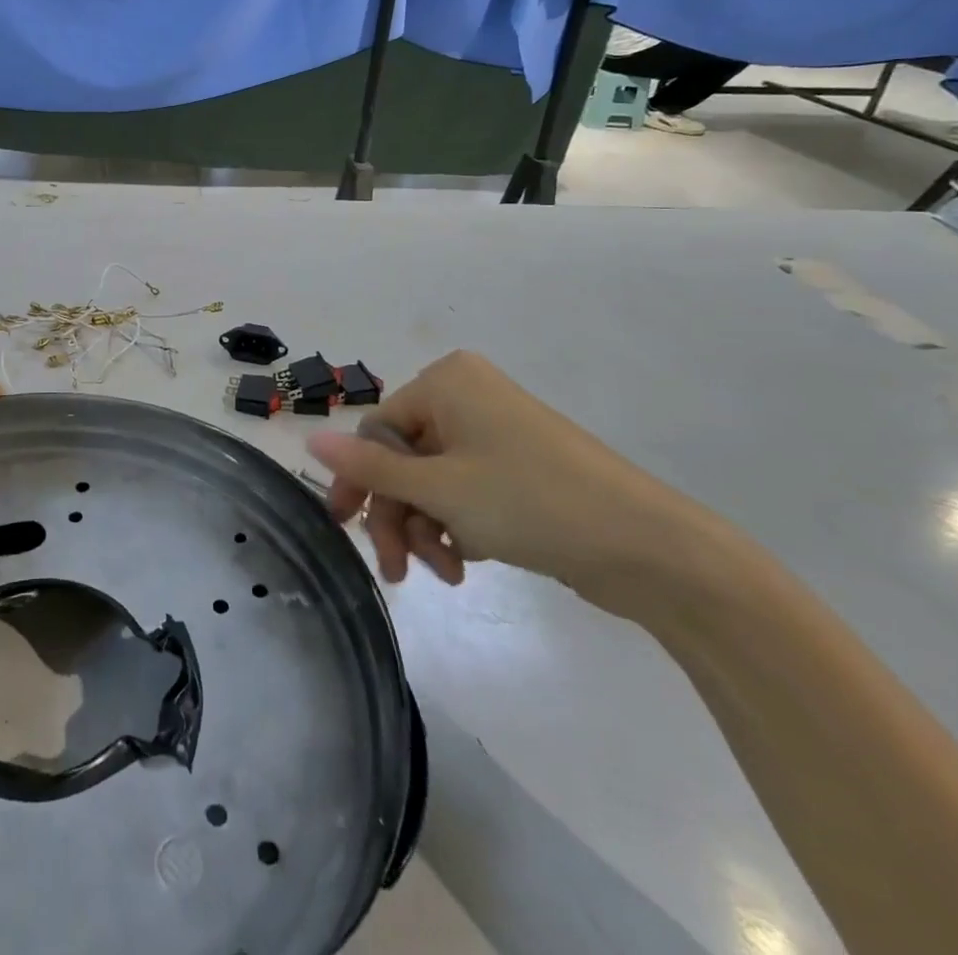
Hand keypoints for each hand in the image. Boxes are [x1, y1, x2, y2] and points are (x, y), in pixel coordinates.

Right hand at [307, 351, 699, 596]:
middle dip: (399, 515)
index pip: (377, 430)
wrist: (648, 548)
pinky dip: (458, 526)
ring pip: (434, 480)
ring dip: (428, 528)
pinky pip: (466, 490)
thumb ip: (369, 468)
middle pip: (404, 458)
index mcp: (446, 382)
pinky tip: (468, 563)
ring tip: (445, 575)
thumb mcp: (439, 489)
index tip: (347, 530)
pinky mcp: (519, 466)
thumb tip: (309, 439)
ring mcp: (497, 431)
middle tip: (397, 571)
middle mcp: (468, 396)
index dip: (359, 481)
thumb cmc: (530, 502)